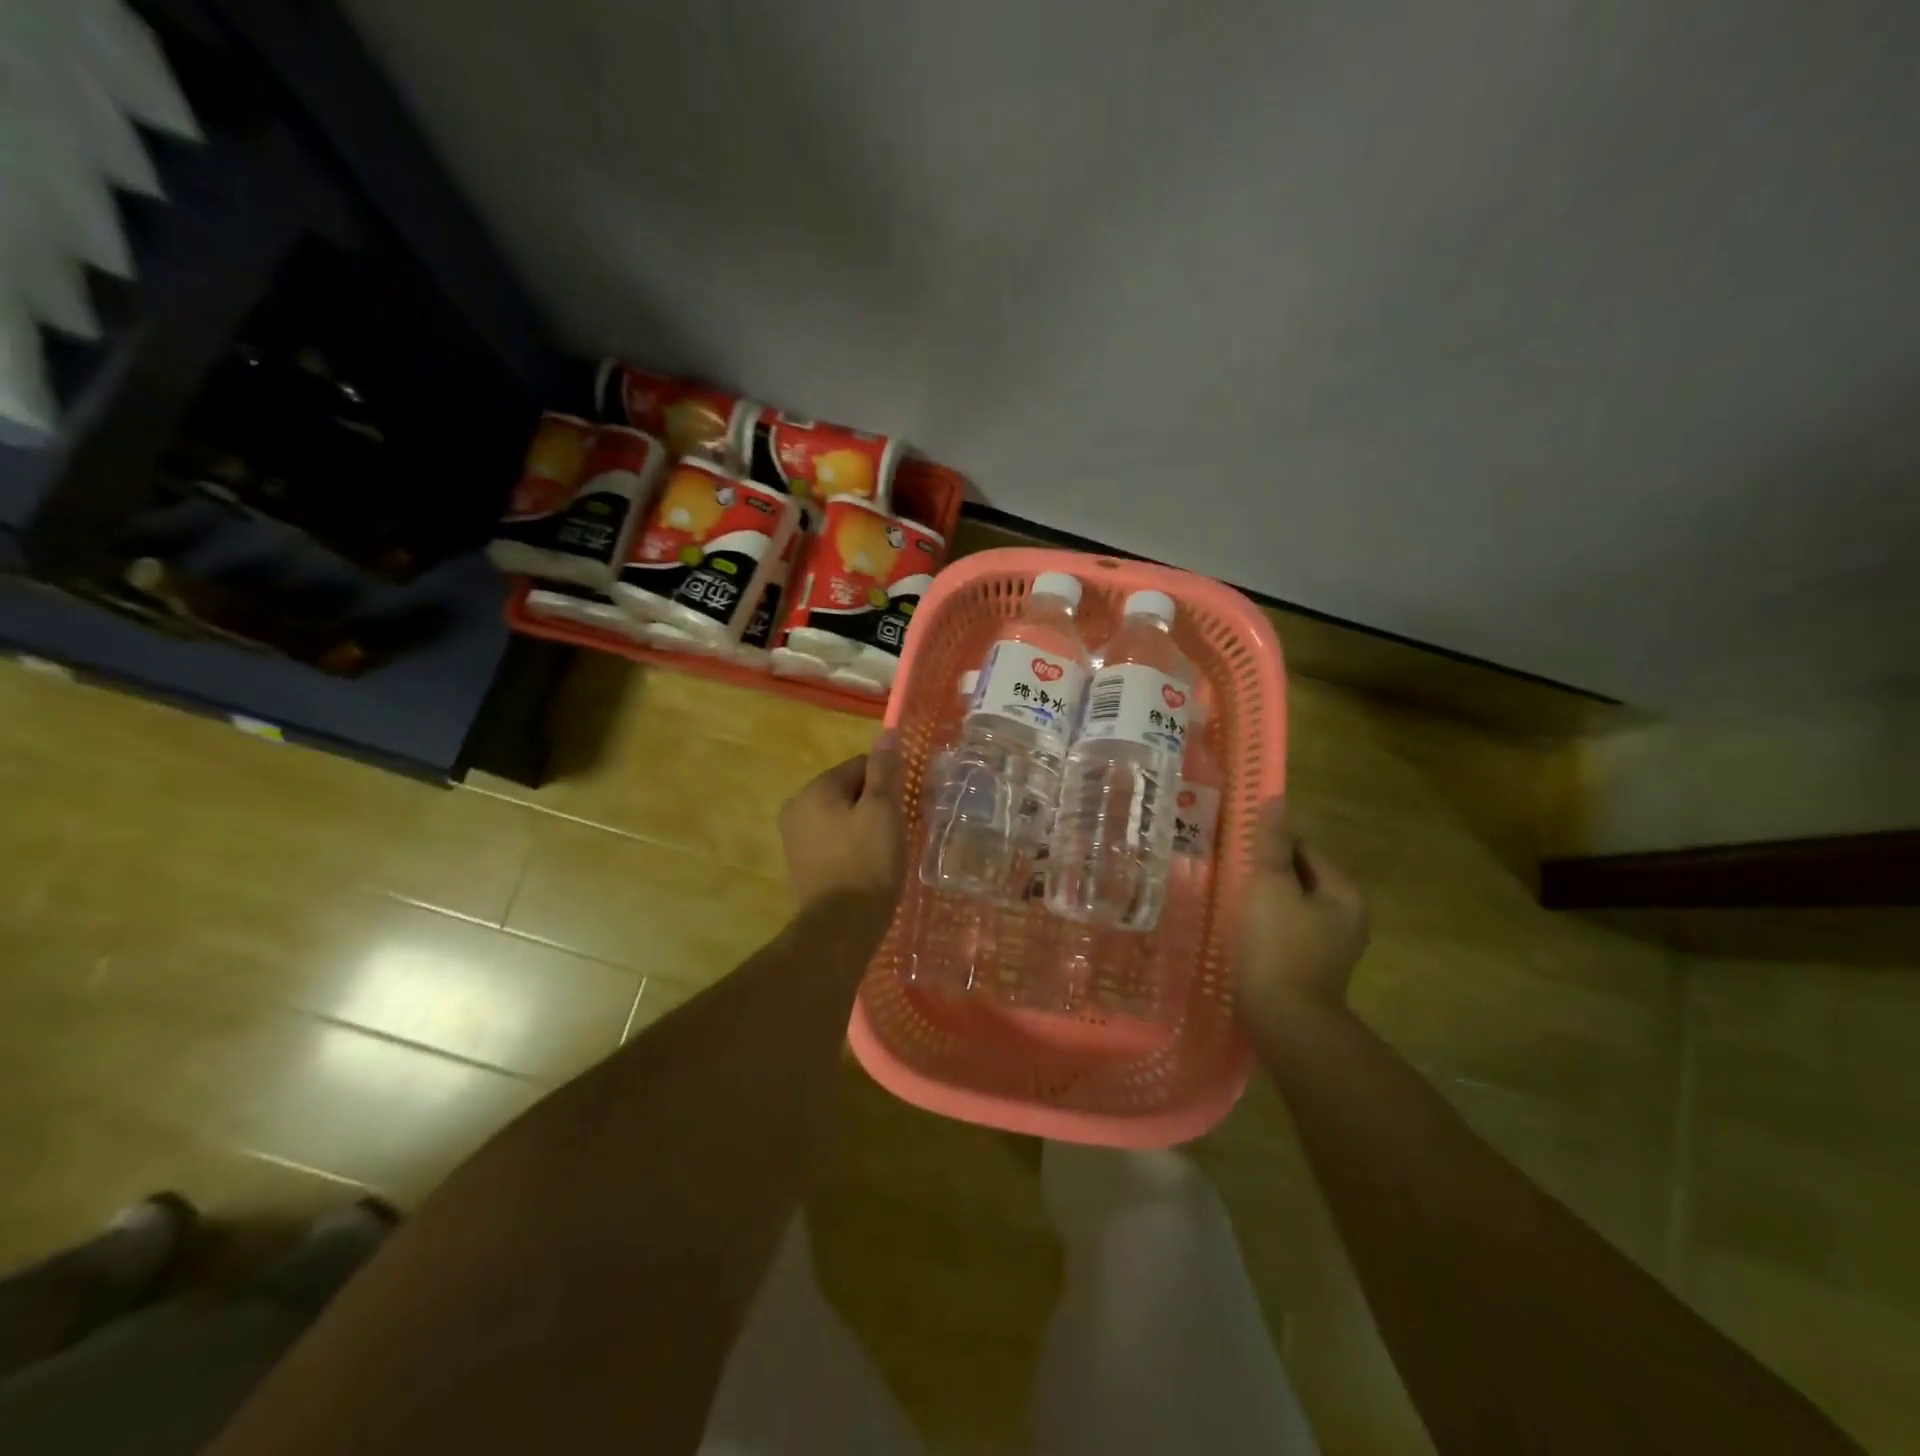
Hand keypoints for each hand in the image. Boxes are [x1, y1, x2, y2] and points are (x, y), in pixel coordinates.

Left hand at [780, 732, 904, 913]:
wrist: (840, 929)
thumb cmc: (867, 863)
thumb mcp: (883, 811)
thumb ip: (884, 770)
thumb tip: (887, 733)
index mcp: (816, 789)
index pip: (860, 765)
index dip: (887, 782)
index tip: (904, 807)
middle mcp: (797, 806)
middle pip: (849, 790)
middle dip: (874, 805)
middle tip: (897, 831)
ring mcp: (794, 837)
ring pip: (841, 816)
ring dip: (864, 826)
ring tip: (884, 851)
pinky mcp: (800, 863)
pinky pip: (833, 840)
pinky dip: (851, 846)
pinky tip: (867, 866)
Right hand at [1234, 799, 1368, 1033]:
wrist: (1285, 1022)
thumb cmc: (1277, 946)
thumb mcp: (1270, 885)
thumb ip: (1273, 843)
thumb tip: (1277, 800)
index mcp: (1344, 893)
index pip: (1305, 849)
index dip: (1270, 846)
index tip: (1238, 852)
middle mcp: (1347, 917)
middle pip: (1299, 878)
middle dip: (1266, 875)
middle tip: (1229, 877)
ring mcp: (1332, 947)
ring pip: (1291, 907)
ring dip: (1263, 902)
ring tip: (1230, 904)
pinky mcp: (1313, 970)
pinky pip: (1287, 934)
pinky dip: (1266, 928)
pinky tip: (1242, 935)